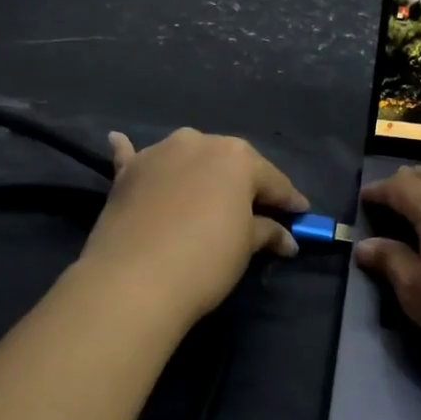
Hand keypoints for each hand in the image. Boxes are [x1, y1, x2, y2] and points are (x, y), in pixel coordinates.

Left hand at [79, 128, 308, 324]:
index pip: (272, 179)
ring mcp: (158, 153)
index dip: (289, 199)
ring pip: (186, 157)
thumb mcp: (245, 247)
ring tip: (204, 189)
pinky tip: (120, 140)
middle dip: (243, 184)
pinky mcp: (126, 173)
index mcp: (237, 156)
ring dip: (197, 169)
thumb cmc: (206, 258)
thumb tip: (286, 238)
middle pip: (228, 164)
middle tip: (256, 210)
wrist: (135, 279)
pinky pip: (133, 157)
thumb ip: (267, 233)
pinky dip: (132, 152)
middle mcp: (198, 142)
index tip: (301, 213)